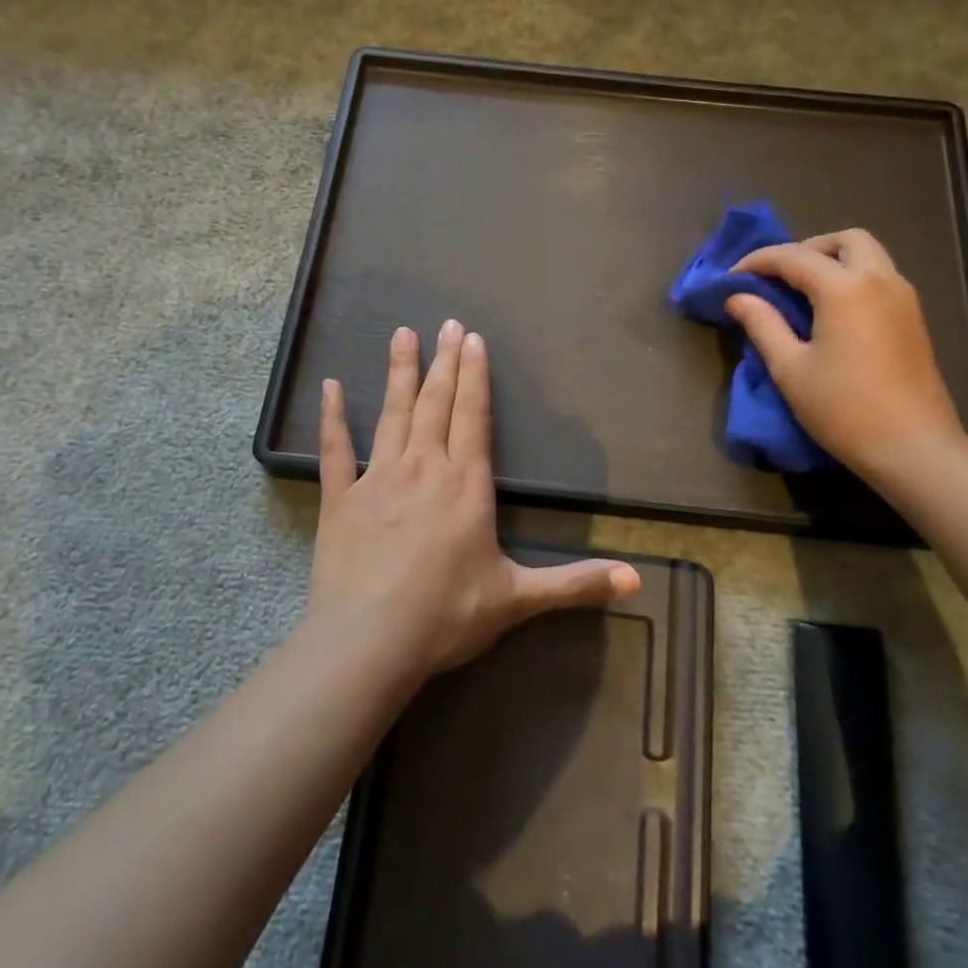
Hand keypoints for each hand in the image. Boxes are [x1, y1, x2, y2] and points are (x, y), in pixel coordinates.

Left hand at [308, 319, 640, 679]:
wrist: (369, 643)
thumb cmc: (447, 616)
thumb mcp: (518, 599)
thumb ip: (575, 584)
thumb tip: (636, 580)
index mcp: (465, 485)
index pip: (474, 417)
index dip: (475, 376)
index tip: (473, 339)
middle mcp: (423, 468)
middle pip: (436, 404)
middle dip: (445, 362)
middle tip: (448, 323)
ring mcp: (378, 479)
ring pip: (393, 414)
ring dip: (400, 373)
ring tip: (403, 334)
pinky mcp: (341, 499)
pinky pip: (336, 450)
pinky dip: (332, 417)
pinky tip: (330, 386)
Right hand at [725, 228, 965, 476]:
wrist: (914, 448)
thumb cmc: (843, 409)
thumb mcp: (790, 369)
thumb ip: (762, 324)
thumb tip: (738, 297)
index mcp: (845, 289)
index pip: (794, 257)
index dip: (758, 261)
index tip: (732, 277)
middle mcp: (880, 280)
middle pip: (844, 240)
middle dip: (806, 249)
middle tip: (779, 277)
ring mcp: (904, 298)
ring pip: (869, 255)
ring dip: (833, 261)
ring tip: (802, 293)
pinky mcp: (914, 319)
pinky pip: (880, 277)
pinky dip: (853, 278)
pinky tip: (832, 312)